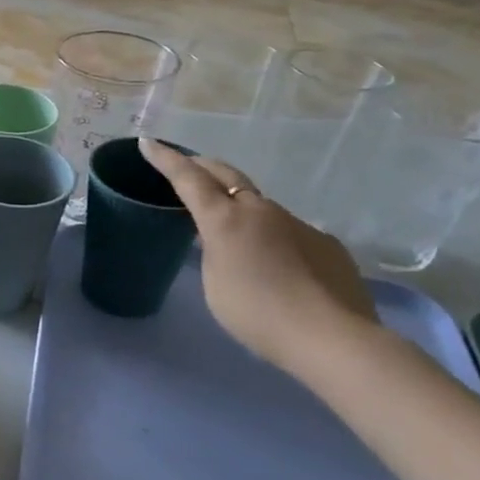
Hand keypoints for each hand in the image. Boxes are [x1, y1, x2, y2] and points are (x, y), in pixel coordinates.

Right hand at [139, 138, 377, 374]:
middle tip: (188, 165)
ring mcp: (298, 224)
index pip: (188, 178)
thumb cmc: (256, 312)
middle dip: (202, 166)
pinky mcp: (326, 243)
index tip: (148, 142)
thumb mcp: (214, 282)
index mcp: (225, 219)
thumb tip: (229, 241)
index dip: (166, 159)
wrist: (331, 337)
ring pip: (260, 205)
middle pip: (226, 175)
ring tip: (233, 229)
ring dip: (240, 206)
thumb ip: (214, 252)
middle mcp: (261, 210)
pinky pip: (290, 232)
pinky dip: (274, 238)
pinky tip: (279, 268)